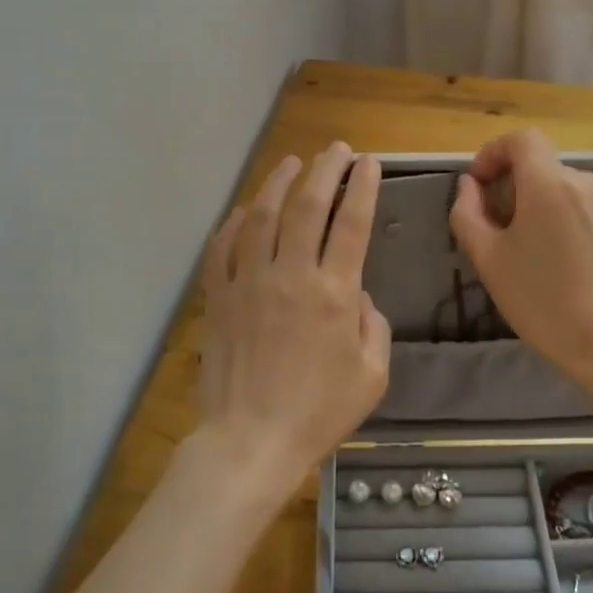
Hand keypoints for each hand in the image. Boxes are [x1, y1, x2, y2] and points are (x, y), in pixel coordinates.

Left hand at [192, 143, 391, 501]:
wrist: (249, 442)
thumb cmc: (318, 414)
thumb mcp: (372, 377)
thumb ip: (374, 327)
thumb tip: (358, 296)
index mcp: (334, 294)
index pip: (352, 224)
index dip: (363, 187)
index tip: (368, 163)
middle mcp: (291, 276)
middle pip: (307, 207)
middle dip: (325, 170)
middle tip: (335, 150)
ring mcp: (248, 283)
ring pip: (260, 217)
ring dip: (278, 183)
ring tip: (292, 163)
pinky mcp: (218, 298)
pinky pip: (222, 249)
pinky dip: (232, 224)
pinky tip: (242, 211)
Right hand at [448, 128, 592, 416]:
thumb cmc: (542, 302)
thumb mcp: (488, 260)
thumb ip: (468, 212)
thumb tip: (471, 185)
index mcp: (549, 183)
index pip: (521, 139)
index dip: (496, 152)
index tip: (483, 184)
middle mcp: (589, 180)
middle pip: (546, 169)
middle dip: (521, 189)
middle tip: (509, 231)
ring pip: (575, 190)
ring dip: (555, 206)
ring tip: (550, 252)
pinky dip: (585, 221)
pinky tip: (583, 260)